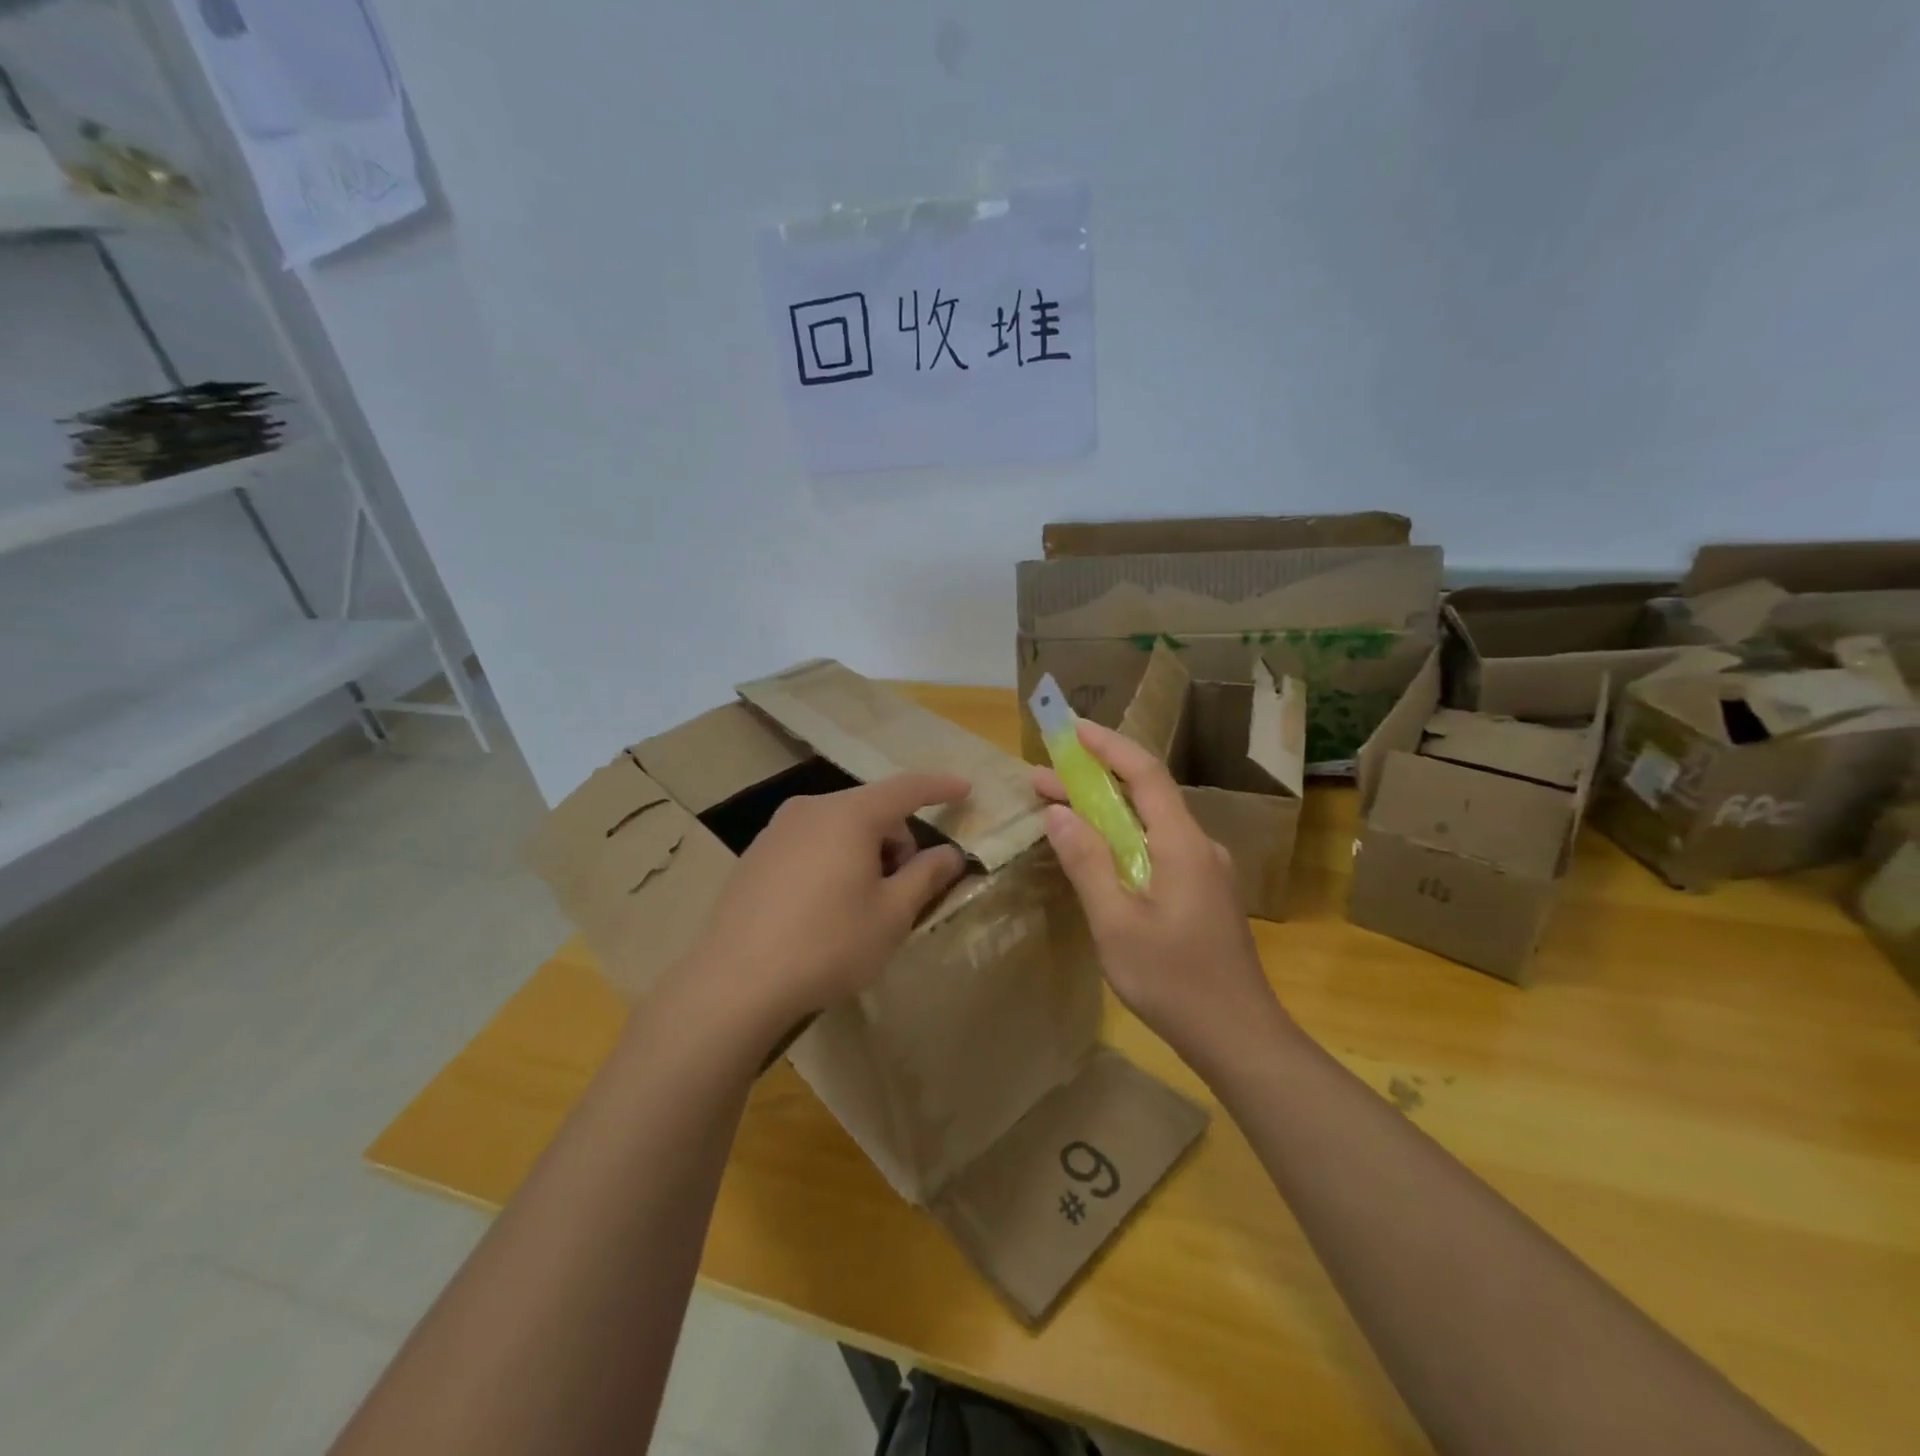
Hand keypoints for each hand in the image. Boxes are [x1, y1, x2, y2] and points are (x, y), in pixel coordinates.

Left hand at [680, 772, 969, 1049]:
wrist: (735, 983)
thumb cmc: (827, 944)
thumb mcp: (891, 915)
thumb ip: (926, 876)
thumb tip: (950, 854)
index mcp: (849, 815)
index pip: (906, 788)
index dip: (939, 787)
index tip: (965, 789)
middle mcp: (811, 809)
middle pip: (870, 810)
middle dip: (897, 840)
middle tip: (903, 890)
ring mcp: (777, 830)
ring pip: (839, 827)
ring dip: (864, 852)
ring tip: (862, 904)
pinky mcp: (755, 855)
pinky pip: (810, 843)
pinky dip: (832, 860)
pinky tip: (823, 909)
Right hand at [1034, 720, 1283, 1068]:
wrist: (1239, 1037)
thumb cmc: (1173, 981)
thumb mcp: (1117, 924)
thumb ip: (1088, 863)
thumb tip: (1058, 813)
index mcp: (1182, 844)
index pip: (1145, 774)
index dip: (1108, 746)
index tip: (1071, 729)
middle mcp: (1198, 845)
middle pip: (1145, 795)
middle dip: (1093, 780)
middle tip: (1042, 778)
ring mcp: (1204, 869)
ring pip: (1150, 823)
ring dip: (1105, 811)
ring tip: (1059, 809)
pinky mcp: (1202, 891)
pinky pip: (1158, 847)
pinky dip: (1122, 838)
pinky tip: (1097, 853)